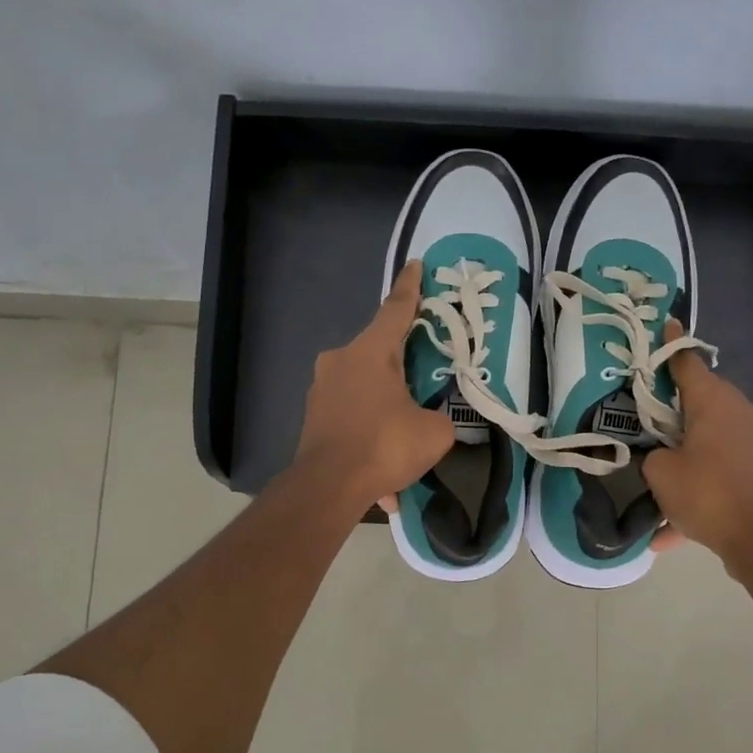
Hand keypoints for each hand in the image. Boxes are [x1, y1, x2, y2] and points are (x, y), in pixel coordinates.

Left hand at [295, 260, 455, 513]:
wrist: (328, 487)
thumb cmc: (384, 445)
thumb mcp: (434, 432)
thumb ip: (439, 417)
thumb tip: (431, 420)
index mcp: (371, 352)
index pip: (396, 309)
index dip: (411, 287)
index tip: (415, 265)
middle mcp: (341, 361)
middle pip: (379, 353)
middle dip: (403, 364)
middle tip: (425, 378)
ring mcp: (321, 389)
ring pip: (365, 390)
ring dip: (387, 410)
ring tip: (406, 444)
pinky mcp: (313, 417)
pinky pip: (352, 419)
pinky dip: (370, 437)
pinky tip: (384, 478)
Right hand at [643, 319, 752, 563]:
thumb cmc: (706, 492)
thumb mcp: (660, 471)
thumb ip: (653, 454)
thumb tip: (662, 456)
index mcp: (714, 401)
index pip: (687, 362)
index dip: (671, 346)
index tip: (664, 326)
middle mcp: (738, 412)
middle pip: (698, 399)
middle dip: (671, 407)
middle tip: (643, 412)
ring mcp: (751, 440)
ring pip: (706, 437)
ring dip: (682, 453)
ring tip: (655, 475)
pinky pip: (717, 469)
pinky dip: (696, 489)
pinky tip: (668, 530)